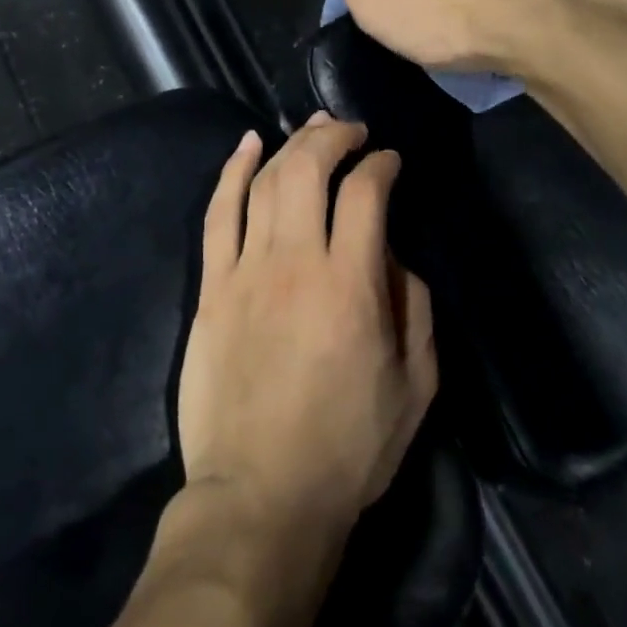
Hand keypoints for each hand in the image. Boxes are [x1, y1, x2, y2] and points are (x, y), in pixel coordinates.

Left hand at [177, 115, 436, 541]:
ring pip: (264, 181)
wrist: (259, 496)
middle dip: (334, 137)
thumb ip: (415, 308)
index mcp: (351, 286)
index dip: (381, 165)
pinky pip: (218, 213)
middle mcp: (295, 263)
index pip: (366, 194)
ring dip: (290, 145)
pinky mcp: (211, 287)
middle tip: (351, 131)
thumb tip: (395, 254)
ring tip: (312, 130)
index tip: (390, 162)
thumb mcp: (415, 387)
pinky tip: (248, 145)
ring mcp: (245, 271)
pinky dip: (233, 171)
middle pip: (308, 169)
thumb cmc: (347, 448)